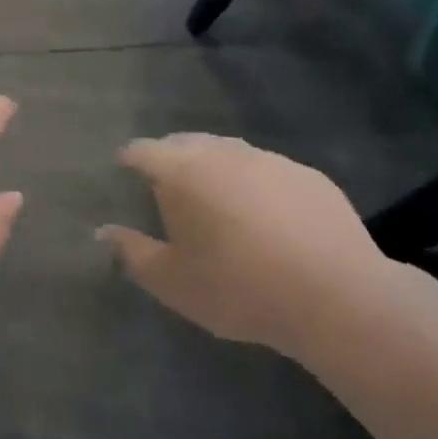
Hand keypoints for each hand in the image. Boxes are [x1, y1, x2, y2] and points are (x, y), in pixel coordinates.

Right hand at [99, 134, 395, 361]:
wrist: (334, 295)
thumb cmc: (236, 287)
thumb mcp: (171, 282)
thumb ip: (131, 252)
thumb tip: (103, 231)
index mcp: (181, 171)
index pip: (144, 150)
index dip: (130, 157)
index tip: (124, 165)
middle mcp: (223, 153)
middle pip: (186, 143)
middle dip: (171, 156)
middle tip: (166, 181)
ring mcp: (270, 160)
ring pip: (230, 152)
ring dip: (215, 166)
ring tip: (214, 195)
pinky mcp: (308, 176)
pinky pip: (269, 171)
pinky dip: (256, 183)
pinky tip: (265, 213)